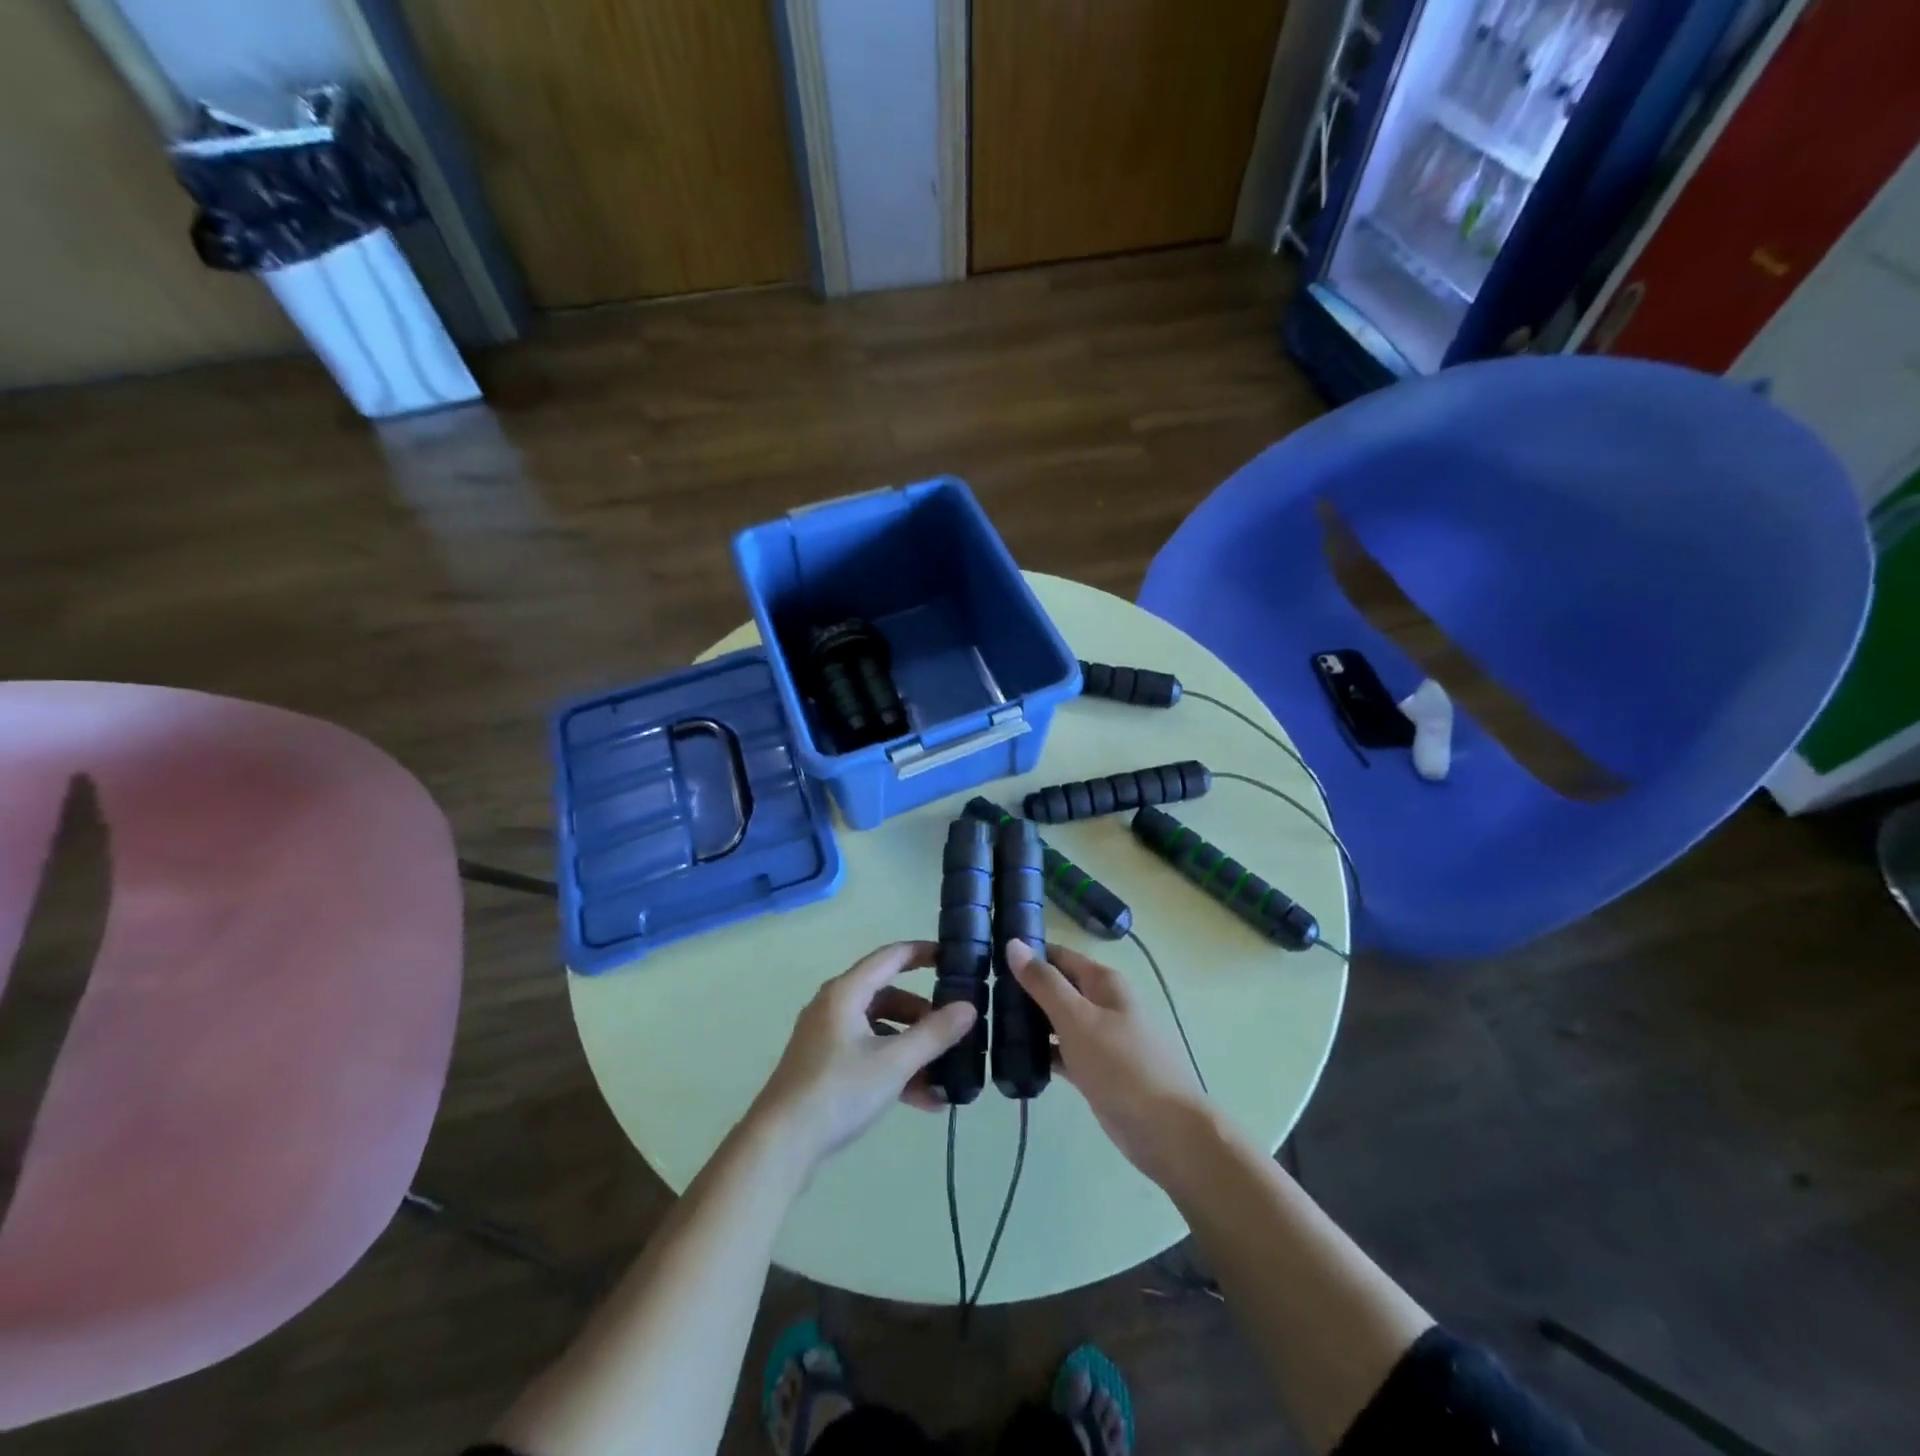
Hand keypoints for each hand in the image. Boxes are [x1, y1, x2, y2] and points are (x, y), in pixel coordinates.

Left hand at [752, 941, 976, 1166]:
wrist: (779, 1145)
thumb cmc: (838, 1091)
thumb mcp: (894, 1062)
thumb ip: (934, 1034)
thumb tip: (969, 1008)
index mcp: (845, 992)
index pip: (890, 957)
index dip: (922, 953)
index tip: (954, 958)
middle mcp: (834, 1007)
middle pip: (887, 997)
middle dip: (922, 1014)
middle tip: (952, 1030)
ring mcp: (827, 1039)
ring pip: (879, 1031)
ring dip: (912, 1049)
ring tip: (944, 1075)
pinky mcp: (824, 1068)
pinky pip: (868, 1056)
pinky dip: (894, 1069)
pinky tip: (924, 1100)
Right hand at [1008, 940, 1211, 1182]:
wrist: (1166, 1130)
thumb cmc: (1121, 1065)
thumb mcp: (1077, 1018)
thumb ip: (1044, 983)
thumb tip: (1014, 944)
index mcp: (1102, 982)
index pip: (1058, 955)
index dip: (1027, 953)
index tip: (988, 959)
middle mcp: (1102, 1003)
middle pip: (1057, 986)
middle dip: (1024, 989)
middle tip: (982, 994)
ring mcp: (1099, 1038)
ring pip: (1057, 1020)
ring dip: (1030, 1021)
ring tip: (988, 1023)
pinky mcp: (1095, 1069)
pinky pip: (1062, 1052)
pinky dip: (1042, 1052)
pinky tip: (1014, 1058)